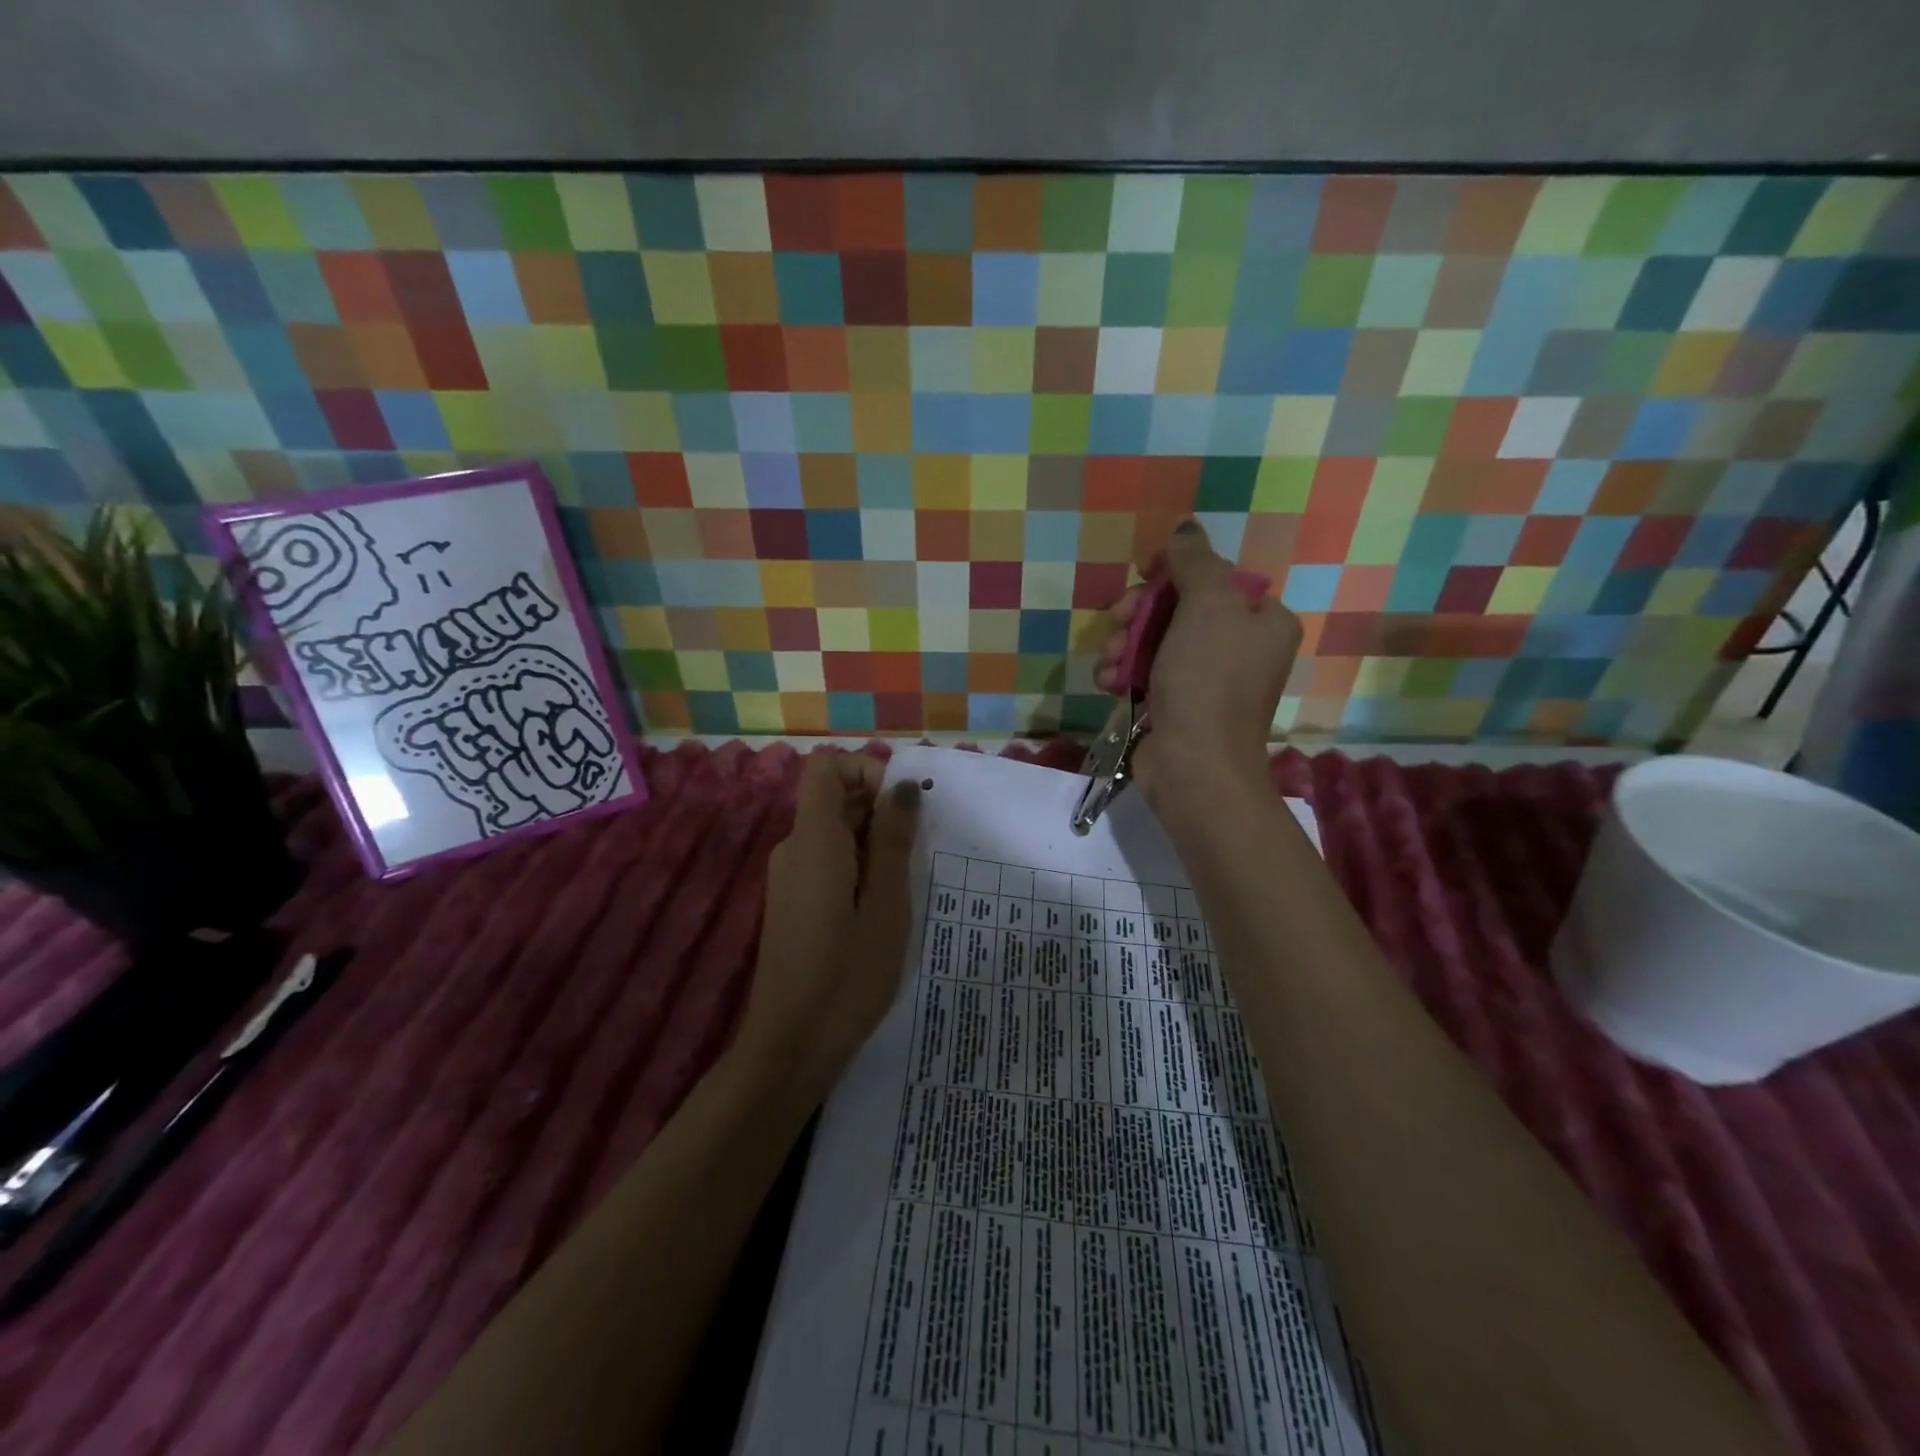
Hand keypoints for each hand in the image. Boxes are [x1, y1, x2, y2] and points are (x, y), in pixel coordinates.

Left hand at [737, 751, 921, 1102]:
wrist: (790, 1047)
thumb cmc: (847, 976)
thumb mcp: (886, 906)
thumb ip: (893, 841)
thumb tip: (903, 788)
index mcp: (813, 841)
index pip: (826, 767)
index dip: (865, 769)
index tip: (901, 805)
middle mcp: (793, 849)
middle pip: (833, 799)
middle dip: (879, 810)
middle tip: (917, 849)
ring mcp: (789, 877)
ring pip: (833, 832)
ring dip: (873, 842)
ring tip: (906, 884)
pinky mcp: (792, 902)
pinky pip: (826, 861)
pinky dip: (858, 866)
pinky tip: (883, 907)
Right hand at [1095, 520, 1301, 811]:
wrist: (1194, 766)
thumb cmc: (1208, 681)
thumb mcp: (1207, 607)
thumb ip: (1196, 562)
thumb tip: (1187, 528)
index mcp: (1262, 620)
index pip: (1216, 576)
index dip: (1175, 570)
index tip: (1142, 572)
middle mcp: (1239, 648)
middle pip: (1180, 607)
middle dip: (1140, 612)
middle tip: (1118, 619)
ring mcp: (1207, 680)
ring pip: (1156, 641)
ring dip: (1124, 644)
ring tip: (1109, 661)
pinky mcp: (1178, 706)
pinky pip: (1147, 674)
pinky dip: (1124, 674)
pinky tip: (1107, 683)